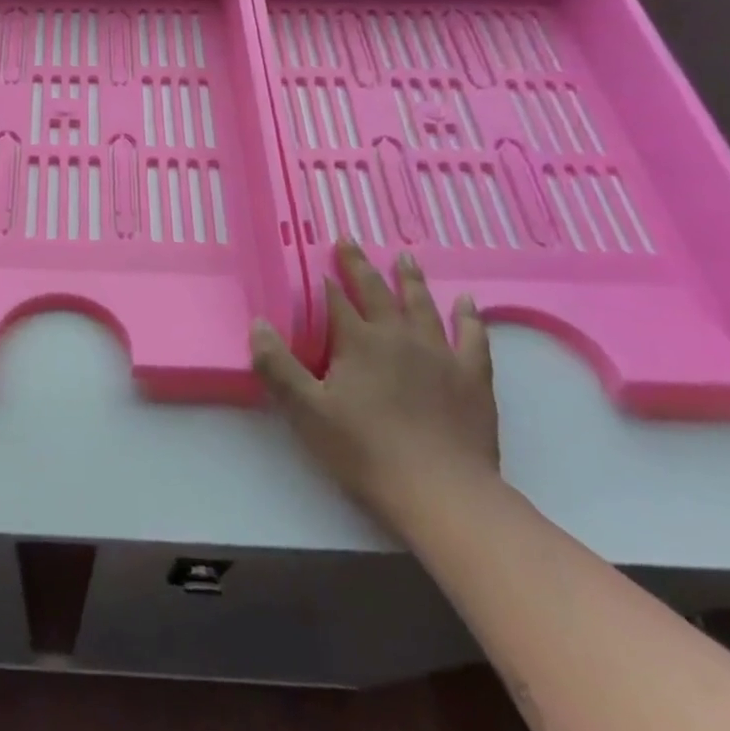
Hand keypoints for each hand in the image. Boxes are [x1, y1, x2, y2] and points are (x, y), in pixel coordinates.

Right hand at [251, 241, 498, 525]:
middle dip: (359, 265)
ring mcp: (440, 354)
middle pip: (376, 292)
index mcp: (358, 342)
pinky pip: (472, 337)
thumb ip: (277, 366)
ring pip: (422, 306)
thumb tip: (257, 324)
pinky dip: (469, 317)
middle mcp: (399, 337)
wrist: (441, 491)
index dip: (323, 279)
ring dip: (410, 280)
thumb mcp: (306, 411)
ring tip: (404, 257)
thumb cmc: (364, 450)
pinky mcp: (472, 377)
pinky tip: (467, 303)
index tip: (315, 256)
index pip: (335, 300)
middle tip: (350, 240)